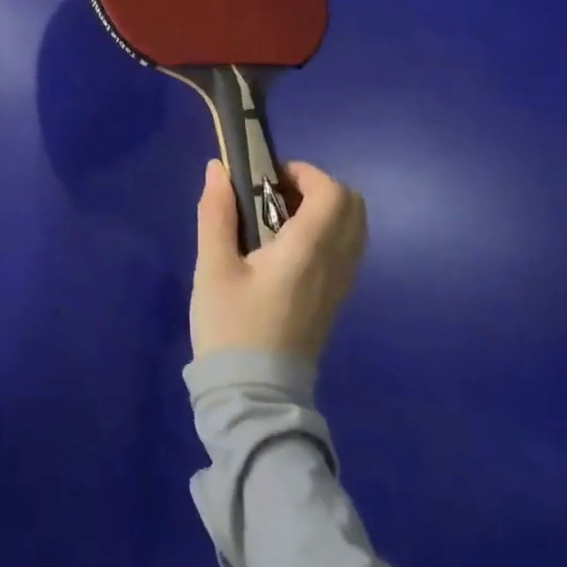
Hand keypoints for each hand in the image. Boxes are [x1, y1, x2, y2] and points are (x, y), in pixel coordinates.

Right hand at [190, 158, 366, 362]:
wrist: (254, 397)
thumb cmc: (232, 327)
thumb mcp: (213, 267)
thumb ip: (216, 213)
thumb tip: (218, 169)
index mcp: (308, 251)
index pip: (333, 193)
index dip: (304, 173)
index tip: (267, 179)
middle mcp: (335, 264)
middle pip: (352, 205)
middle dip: (316, 187)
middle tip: (273, 195)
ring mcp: (340, 285)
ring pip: (353, 228)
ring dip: (322, 210)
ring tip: (277, 220)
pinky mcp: (334, 300)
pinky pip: (346, 250)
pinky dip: (325, 233)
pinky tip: (285, 248)